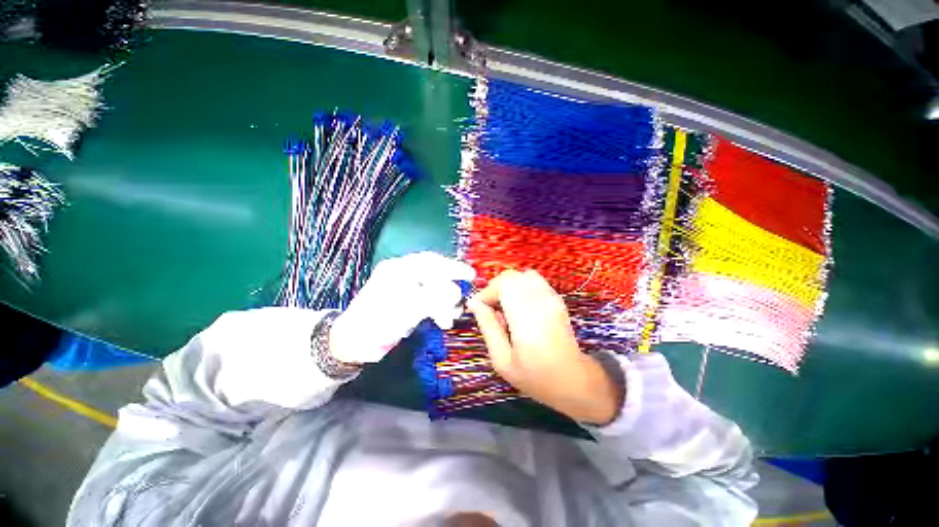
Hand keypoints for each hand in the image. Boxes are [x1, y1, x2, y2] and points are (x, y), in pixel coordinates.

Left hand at [329, 252, 474, 363]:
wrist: (354, 343)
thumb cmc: (377, 322)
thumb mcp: (407, 309)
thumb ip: (434, 298)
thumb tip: (457, 291)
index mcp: (399, 269)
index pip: (431, 262)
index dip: (453, 267)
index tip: (471, 275)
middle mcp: (402, 274)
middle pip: (434, 275)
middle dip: (450, 289)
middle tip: (462, 301)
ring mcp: (404, 288)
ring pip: (433, 289)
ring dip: (445, 303)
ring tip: (451, 319)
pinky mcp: (406, 301)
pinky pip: (428, 300)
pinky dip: (438, 309)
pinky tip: (442, 320)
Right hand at [466, 270, 622, 424]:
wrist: (573, 380)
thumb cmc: (535, 376)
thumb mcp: (502, 360)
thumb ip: (488, 327)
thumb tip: (474, 304)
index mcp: (526, 316)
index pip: (503, 284)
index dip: (487, 292)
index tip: (478, 308)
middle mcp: (541, 300)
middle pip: (512, 276)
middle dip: (495, 288)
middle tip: (489, 309)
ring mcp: (552, 297)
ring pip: (523, 275)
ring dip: (508, 286)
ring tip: (504, 307)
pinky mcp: (557, 298)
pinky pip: (534, 281)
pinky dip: (521, 287)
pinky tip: (519, 307)